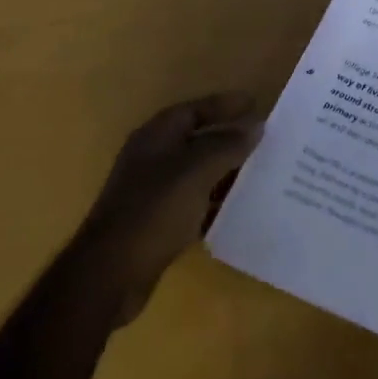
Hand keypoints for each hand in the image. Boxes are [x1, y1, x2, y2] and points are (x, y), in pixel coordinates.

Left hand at [79, 92, 262, 324]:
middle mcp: (152, 158)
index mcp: (157, 136)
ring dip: (226, 172)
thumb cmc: (154, 209)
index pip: (195, 109)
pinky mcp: (157, 223)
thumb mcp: (197, 170)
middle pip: (197, 140)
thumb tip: (256, 125)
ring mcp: (152, 192)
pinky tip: (239, 210)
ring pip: (198, 173)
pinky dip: (215, 203)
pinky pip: (194, 203)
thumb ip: (228, 144)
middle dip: (230, 139)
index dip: (225, 105)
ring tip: (262, 174)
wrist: (111, 274)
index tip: (257, 105)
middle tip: (266, 141)